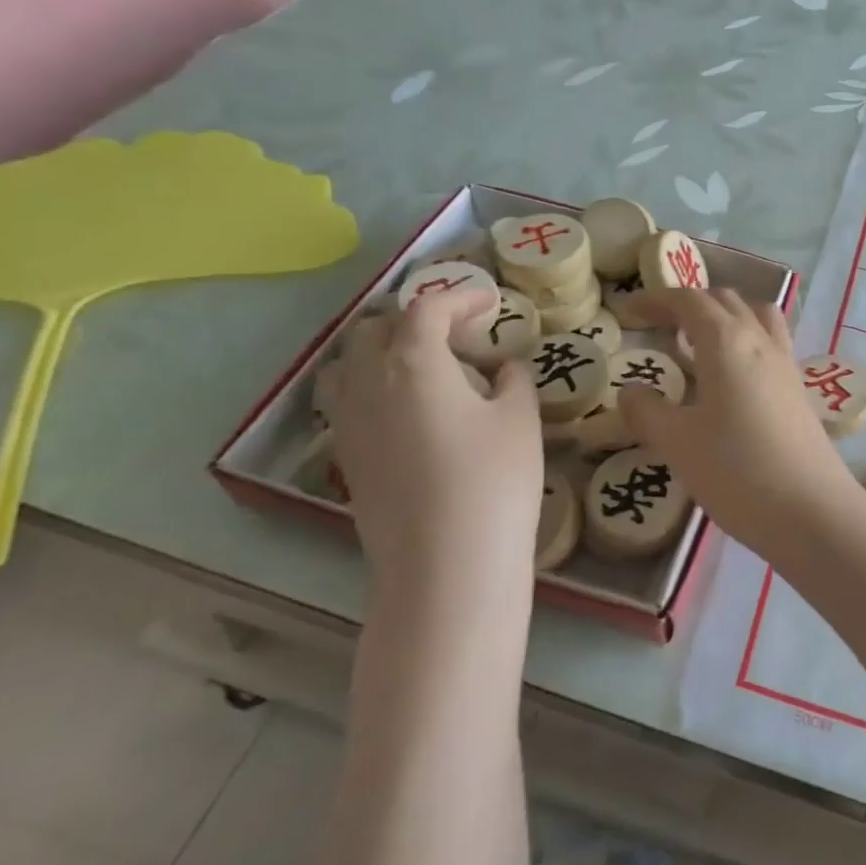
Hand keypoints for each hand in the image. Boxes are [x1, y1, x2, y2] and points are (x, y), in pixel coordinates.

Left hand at [321, 289, 542, 605]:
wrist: (446, 567)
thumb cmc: (493, 480)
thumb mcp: (519, 419)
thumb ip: (512, 381)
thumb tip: (502, 370)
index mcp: (413, 362)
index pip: (427, 309)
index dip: (461, 297)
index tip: (491, 302)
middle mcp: (368, 384)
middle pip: (373, 330)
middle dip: (413, 319)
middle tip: (456, 332)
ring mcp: (349, 425)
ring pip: (346, 365)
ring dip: (379, 351)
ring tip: (418, 365)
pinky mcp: (346, 462)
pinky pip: (346, 403)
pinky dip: (371, 388)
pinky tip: (406, 411)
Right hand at [617, 289, 863, 557]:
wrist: (811, 512)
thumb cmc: (736, 471)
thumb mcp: (677, 443)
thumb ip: (647, 411)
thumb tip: (631, 390)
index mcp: (726, 341)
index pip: (689, 300)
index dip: (656, 299)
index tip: (628, 310)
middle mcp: (760, 340)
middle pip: (724, 300)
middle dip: (688, 304)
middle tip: (658, 326)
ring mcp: (786, 363)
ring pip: (755, 315)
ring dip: (724, 316)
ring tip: (699, 343)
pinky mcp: (799, 389)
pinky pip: (771, 342)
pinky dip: (746, 339)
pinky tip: (732, 376)